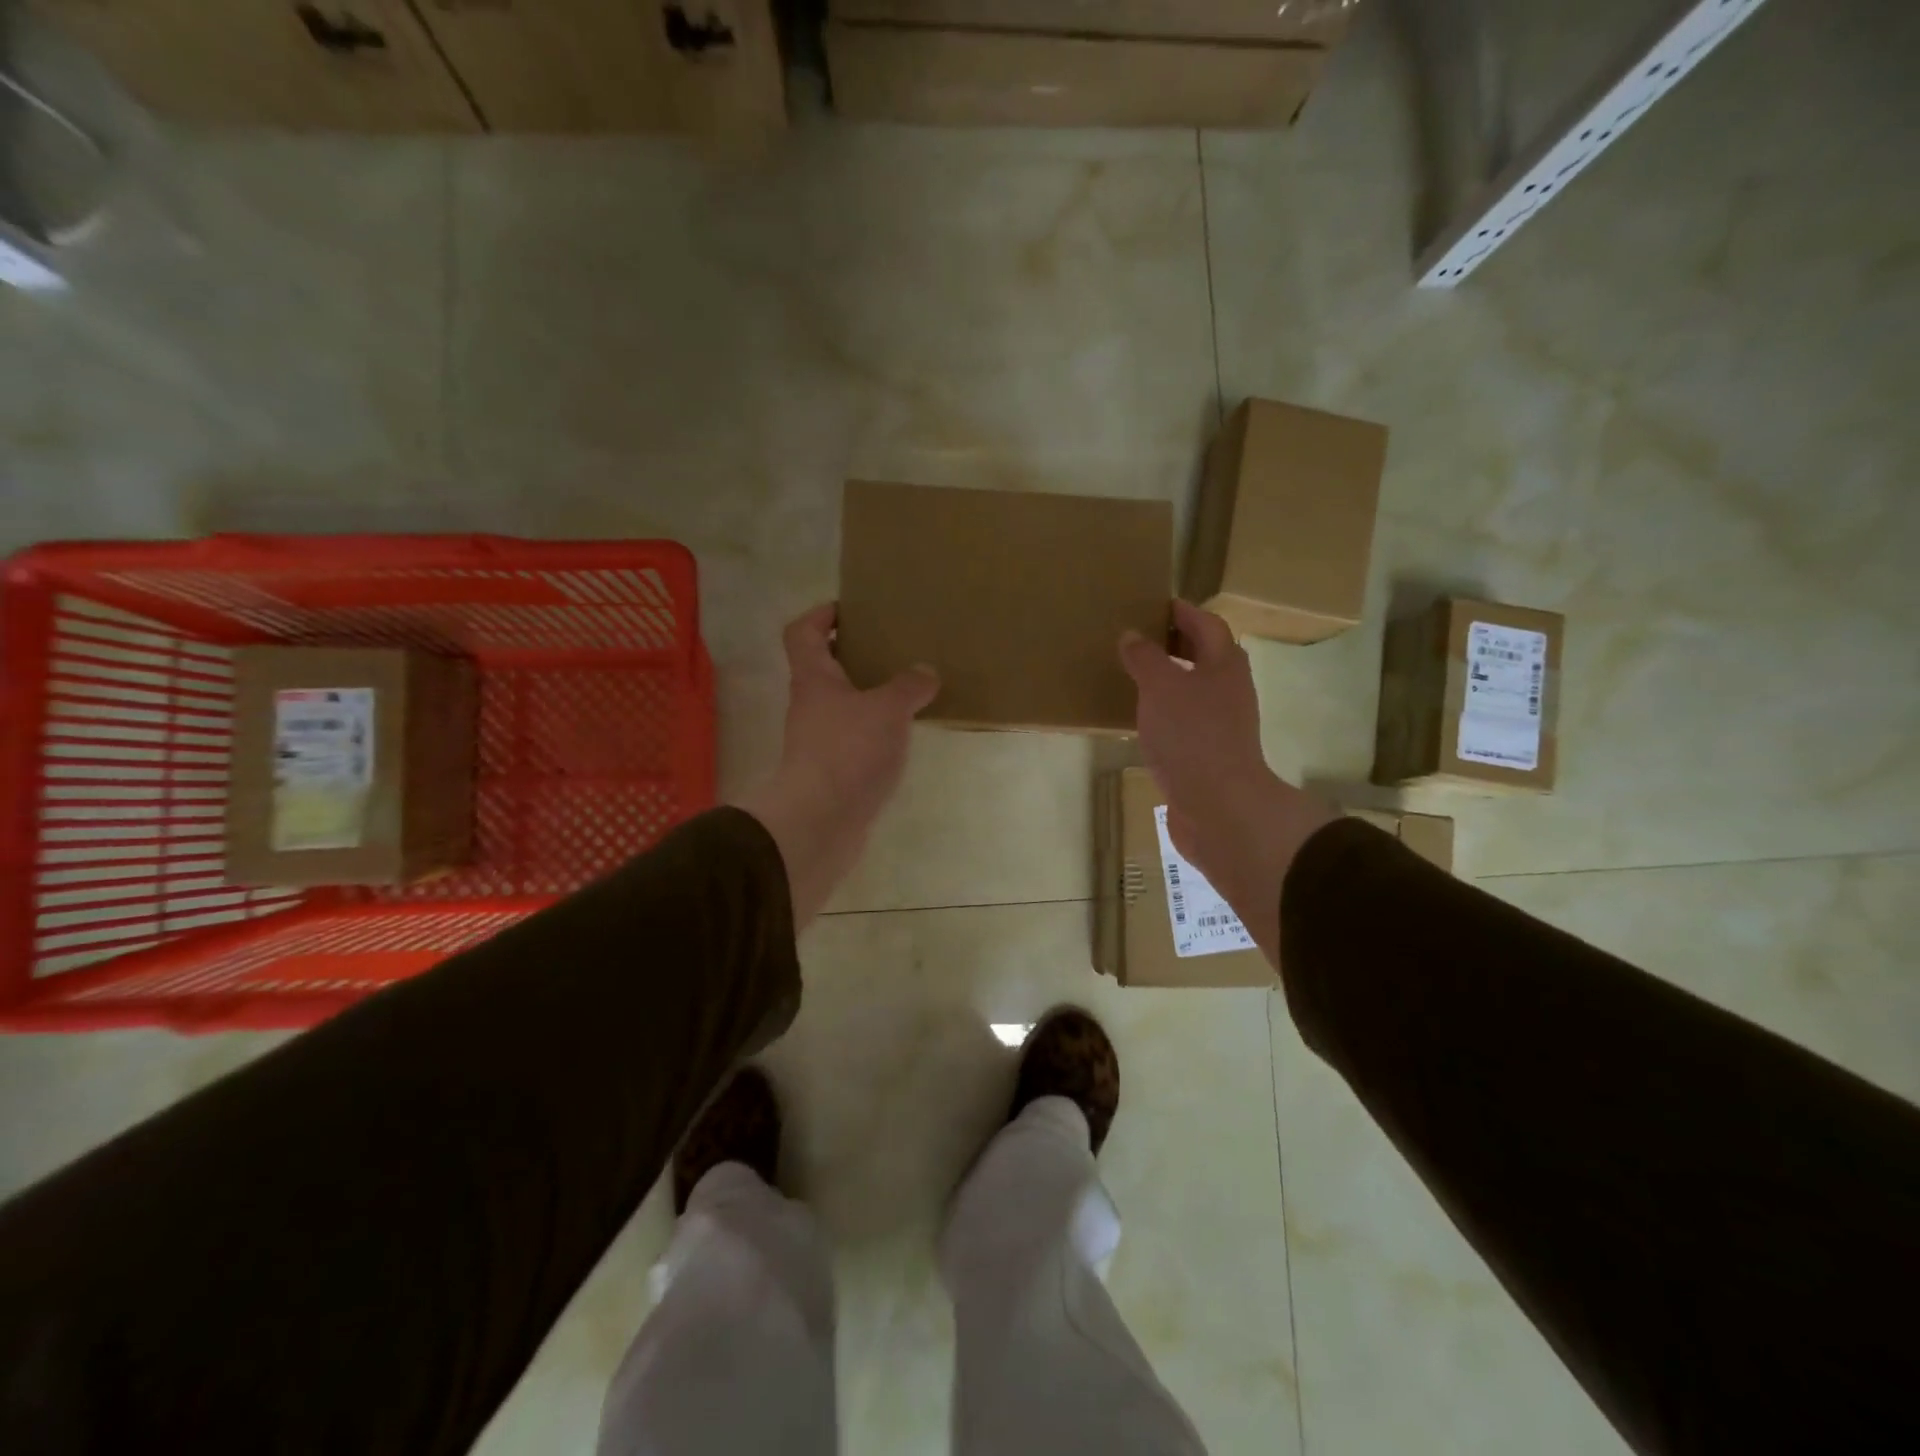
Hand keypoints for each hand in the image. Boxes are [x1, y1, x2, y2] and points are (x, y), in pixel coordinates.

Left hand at [735, 604, 939, 925]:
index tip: (850, 610)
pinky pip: (853, 738)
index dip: (820, 615)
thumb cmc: (848, 751)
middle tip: (890, 649)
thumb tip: (925, 672)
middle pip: (823, 668)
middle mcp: (810, 705)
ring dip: (867, 695)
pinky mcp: (832, 770)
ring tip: (905, 691)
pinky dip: (873, 731)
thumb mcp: (888, 709)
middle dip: (853, 655)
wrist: (821, 821)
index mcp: (814, 679)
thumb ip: (908, 686)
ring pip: (841, 705)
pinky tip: (901, 735)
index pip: (802, 633)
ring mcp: (818, 740)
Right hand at [1120, 601, 1335, 961]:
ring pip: (1193, 689)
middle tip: (1138, 637)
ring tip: (1133, 675)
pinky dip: (1164, 711)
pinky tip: (1141, 718)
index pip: (1206, 624)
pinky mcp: (1207, 753)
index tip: (1156, 604)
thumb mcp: (1161, 686)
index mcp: (1224, 664)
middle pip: (1204, 656)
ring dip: (1168, 679)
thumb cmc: (1192, 736)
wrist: (1217, 806)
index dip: (1183, 612)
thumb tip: (1131, 635)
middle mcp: (1228, 689)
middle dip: (1175, 644)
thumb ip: (1144, 658)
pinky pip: (1184, 720)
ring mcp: (1220, 724)